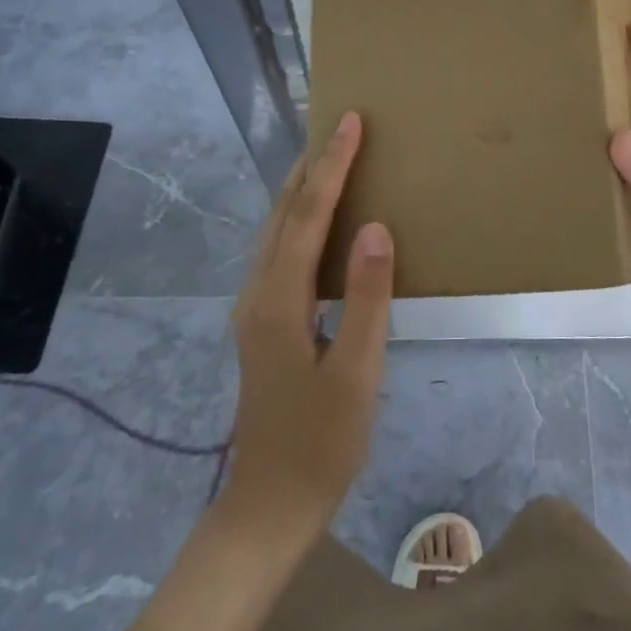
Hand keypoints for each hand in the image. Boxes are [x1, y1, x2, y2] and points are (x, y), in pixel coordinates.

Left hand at [225, 111, 393, 533]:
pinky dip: (300, 218)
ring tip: (332, 158)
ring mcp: (255, 309)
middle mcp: (258, 294)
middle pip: (283, 214)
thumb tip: (376, 226)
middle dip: (312, 166)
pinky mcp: (262, 322)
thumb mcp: (356, 375)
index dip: (332, 166)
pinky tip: (320, 220)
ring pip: (276, 230)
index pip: (308, 216)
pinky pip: (280, 250)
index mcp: (279, 301)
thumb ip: (366, 298)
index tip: (351, 122)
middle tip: (342, 128)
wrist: (268, 508)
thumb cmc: (321, 444)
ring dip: (303, 189)